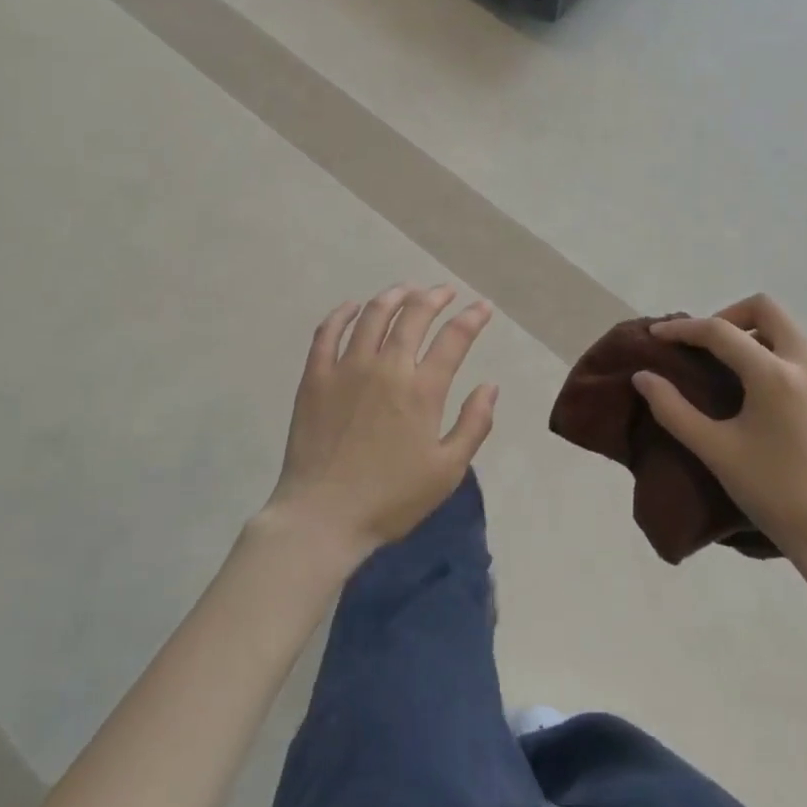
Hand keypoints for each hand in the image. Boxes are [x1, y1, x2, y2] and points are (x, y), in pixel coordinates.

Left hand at [266, 284, 497, 562]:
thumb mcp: (448, 471)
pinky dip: (342, 314)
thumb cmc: (391, 499)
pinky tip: (352, 306)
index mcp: (422, 390)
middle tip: (445, 291)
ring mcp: (347, 368)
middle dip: (435, 297)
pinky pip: (327, 333)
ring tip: (406, 289)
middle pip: (414, 315)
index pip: (454, 338)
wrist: (322, 518)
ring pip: (373, 315)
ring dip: (394, 295)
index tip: (483, 307)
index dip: (472, 318)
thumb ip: (474, 424)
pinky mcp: (315, 377)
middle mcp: (386, 367)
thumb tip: (490, 385)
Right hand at [632, 294, 806, 569]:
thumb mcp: (715, 451)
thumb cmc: (772, 494)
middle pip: (766, 309)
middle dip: (729, 316)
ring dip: (757, 340)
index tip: (658, 334)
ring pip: (791, 335)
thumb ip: (673, 409)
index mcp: (775, 376)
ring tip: (735, 375)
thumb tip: (643, 377)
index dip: (683, 328)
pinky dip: (782, 365)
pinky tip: (771, 404)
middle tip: (706, 346)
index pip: (720, 331)